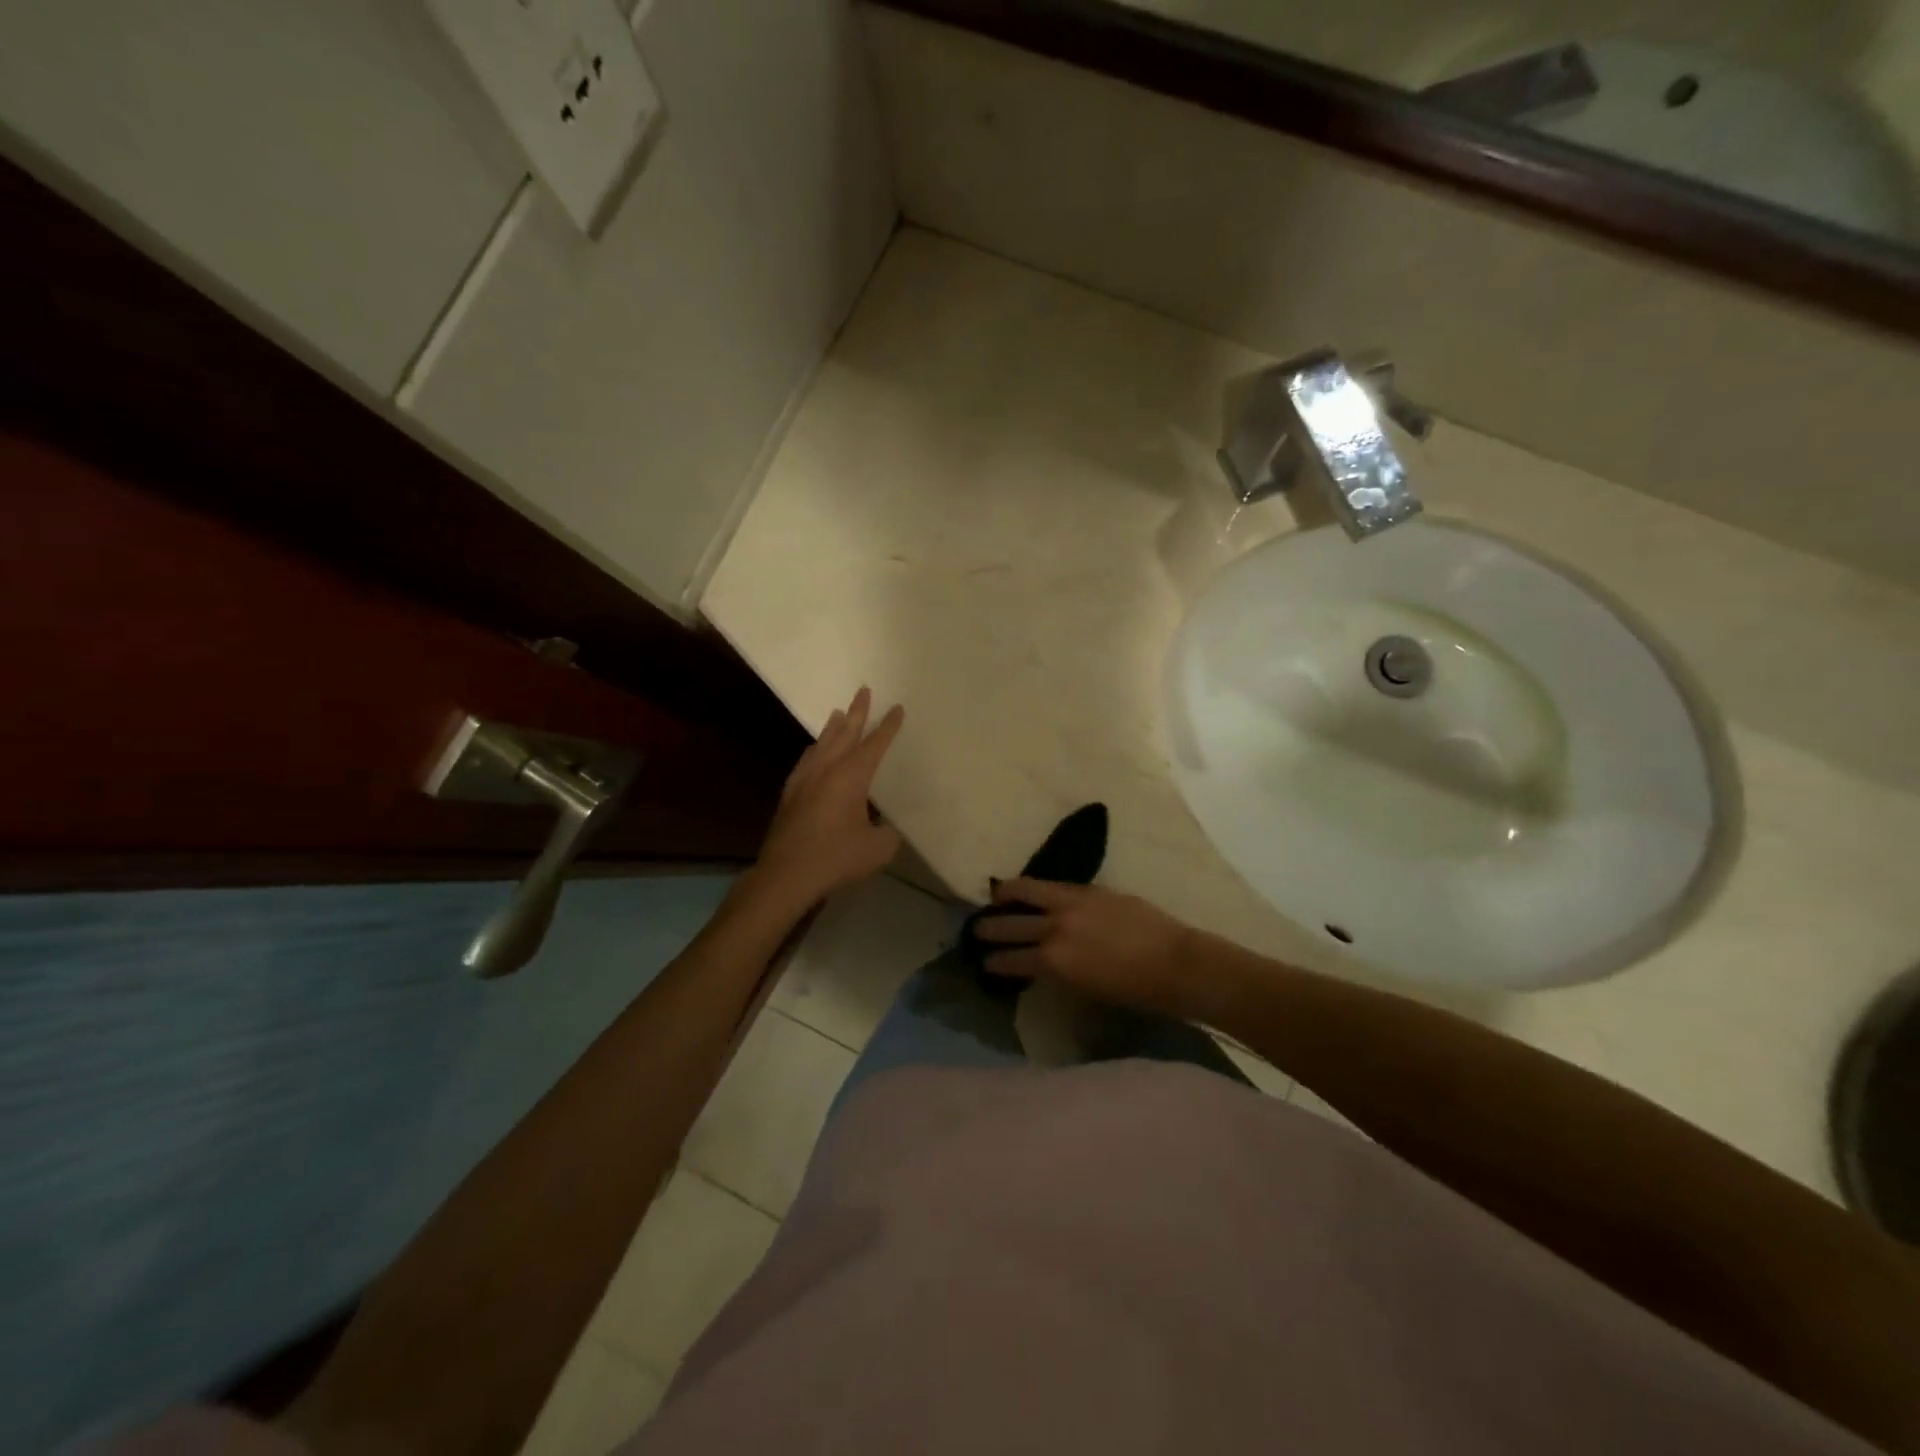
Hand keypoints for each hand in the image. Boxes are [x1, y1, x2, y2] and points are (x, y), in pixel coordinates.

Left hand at [754, 687, 903, 907]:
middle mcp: (827, 769)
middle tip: (863, 690)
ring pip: (822, 744)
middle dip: (857, 712)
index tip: (897, 708)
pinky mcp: (790, 794)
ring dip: (833, 728)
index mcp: (851, 776)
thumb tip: (885, 829)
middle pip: (844, 733)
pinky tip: (814, 753)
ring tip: (838, 713)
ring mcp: (804, 780)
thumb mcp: (878, 848)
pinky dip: (816, 749)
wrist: (787, 873)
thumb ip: (888, 834)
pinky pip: (807, 760)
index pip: (874, 744)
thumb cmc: (837, 857)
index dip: (888, 727)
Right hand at [974, 878, 1196, 1017]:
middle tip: (976, 929)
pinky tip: (1033, 889)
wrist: (1175, 963)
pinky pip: (1054, 885)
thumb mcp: (1087, 989)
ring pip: (1028, 891)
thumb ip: (1060, 973)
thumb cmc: (1135, 991)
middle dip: (990, 928)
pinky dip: (1038, 888)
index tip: (984, 962)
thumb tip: (1043, 965)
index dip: (995, 962)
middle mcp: (1055, 928)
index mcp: (1054, 962)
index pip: (1012, 960)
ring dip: (1007, 894)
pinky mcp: (1090, 890)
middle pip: (1011, 924)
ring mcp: (1072, 903)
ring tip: (996, 895)